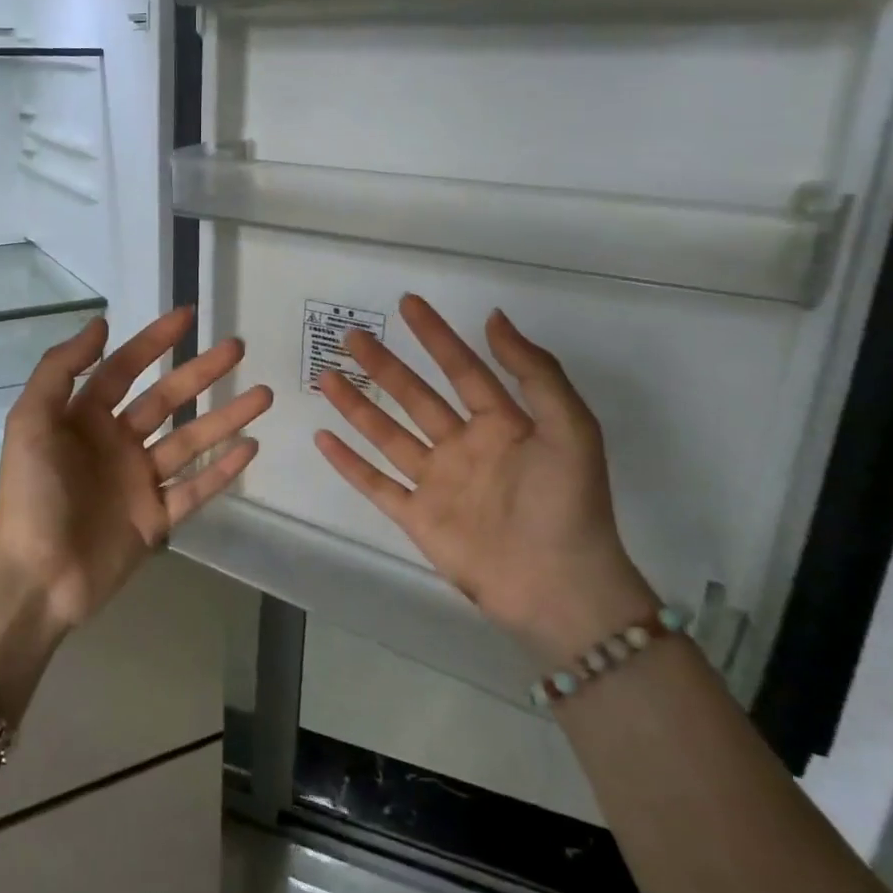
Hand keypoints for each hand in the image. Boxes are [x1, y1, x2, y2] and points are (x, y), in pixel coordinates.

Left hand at [0, 308, 273, 631]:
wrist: (36, 577)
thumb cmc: (31, 494)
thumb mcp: (30, 421)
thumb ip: (60, 369)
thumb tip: (101, 323)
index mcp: (84, 418)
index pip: (124, 368)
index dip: (154, 341)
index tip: (188, 315)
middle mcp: (115, 443)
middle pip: (166, 399)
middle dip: (201, 372)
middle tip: (238, 347)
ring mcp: (139, 482)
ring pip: (190, 441)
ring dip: (226, 417)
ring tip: (263, 394)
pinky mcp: (156, 519)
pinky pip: (195, 489)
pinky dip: (223, 469)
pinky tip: (250, 447)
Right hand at [314, 295, 655, 664]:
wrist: (559, 588)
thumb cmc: (568, 503)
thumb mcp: (569, 428)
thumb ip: (535, 372)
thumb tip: (494, 318)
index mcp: (502, 425)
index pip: (462, 369)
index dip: (436, 335)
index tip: (408, 303)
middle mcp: (464, 447)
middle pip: (415, 396)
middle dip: (384, 365)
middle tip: (353, 335)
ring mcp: (437, 482)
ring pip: (387, 434)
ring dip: (357, 405)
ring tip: (326, 376)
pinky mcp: (417, 517)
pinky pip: (376, 484)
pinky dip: (348, 462)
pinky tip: (323, 437)